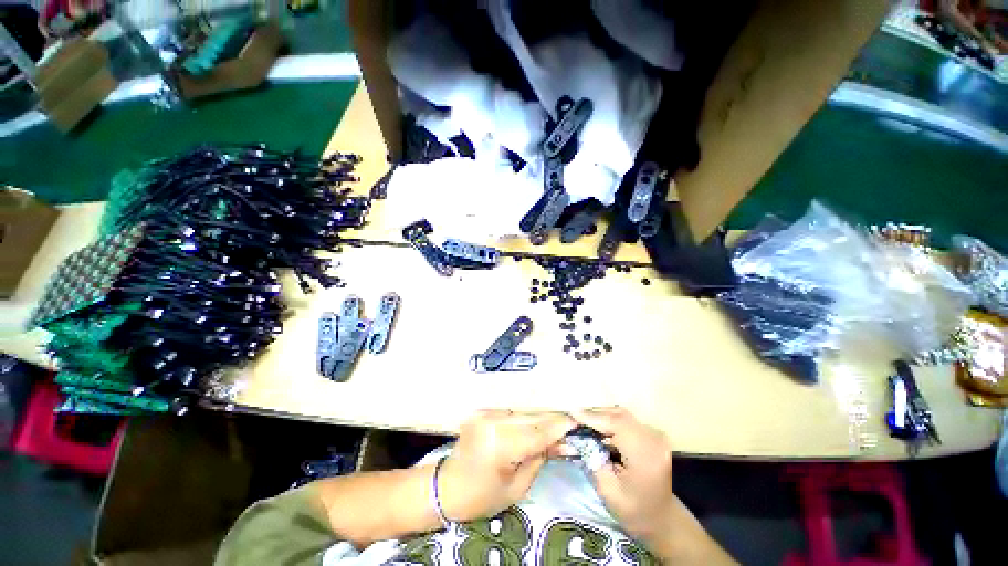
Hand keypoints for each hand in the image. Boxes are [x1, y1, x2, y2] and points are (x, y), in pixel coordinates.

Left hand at [438, 410, 574, 521]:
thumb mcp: (517, 486)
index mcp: (501, 444)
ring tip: (555, 426)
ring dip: (540, 418)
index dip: (560, 427)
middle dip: (553, 421)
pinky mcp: (484, 411)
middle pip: (532, 417)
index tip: (578, 423)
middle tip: (570, 426)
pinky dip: (525, 418)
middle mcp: (494, 421)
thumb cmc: (481, 496)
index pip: (539, 432)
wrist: (446, 487)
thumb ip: (540, 459)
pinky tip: (534, 424)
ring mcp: (487, 413)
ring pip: (523, 412)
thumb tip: (563, 443)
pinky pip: (512, 413)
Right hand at [574, 407, 675, 543]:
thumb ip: (593, 459)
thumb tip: (578, 436)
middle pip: (619, 415)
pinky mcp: (652, 434)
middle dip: (595, 414)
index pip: (616, 424)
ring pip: (622, 414)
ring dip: (602, 416)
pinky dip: (610, 420)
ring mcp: (655, 434)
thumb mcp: (607, 489)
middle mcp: (653, 439)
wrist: (661, 519)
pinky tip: (599, 428)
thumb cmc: (633, 510)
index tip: (572, 413)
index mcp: (645, 455)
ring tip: (584, 422)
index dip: (593, 417)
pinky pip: (626, 420)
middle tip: (575, 418)